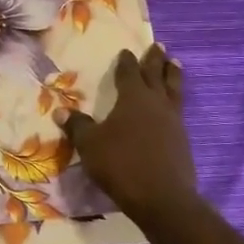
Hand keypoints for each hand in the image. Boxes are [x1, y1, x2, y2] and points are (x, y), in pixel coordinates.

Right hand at [63, 46, 197, 225]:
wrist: (161, 197)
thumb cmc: (121, 164)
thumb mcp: (90, 145)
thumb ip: (77, 126)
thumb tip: (60, 111)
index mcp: (133, 98)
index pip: (129, 73)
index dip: (126, 62)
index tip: (126, 51)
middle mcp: (156, 104)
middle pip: (157, 75)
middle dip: (155, 60)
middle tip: (158, 46)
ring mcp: (174, 121)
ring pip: (174, 90)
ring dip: (173, 75)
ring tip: (175, 64)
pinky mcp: (182, 140)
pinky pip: (179, 110)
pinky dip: (175, 100)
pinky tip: (172, 106)